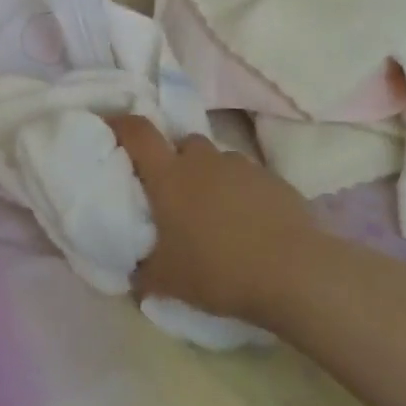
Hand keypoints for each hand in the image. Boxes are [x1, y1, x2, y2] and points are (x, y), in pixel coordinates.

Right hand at [107, 115, 317, 326]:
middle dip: (173, 159)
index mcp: (169, 176)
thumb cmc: (218, 270)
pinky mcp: (273, 179)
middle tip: (172, 191)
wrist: (294, 272)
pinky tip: (247, 222)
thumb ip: (142, 273)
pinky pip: (246, 177)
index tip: (111, 126)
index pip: (138, 133)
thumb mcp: (168, 281)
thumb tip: (131, 275)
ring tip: (213, 212)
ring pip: (216, 160)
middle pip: (181, 143)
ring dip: (208, 176)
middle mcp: (203, 161)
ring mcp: (241, 166)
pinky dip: (239, 191)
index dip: (121, 124)